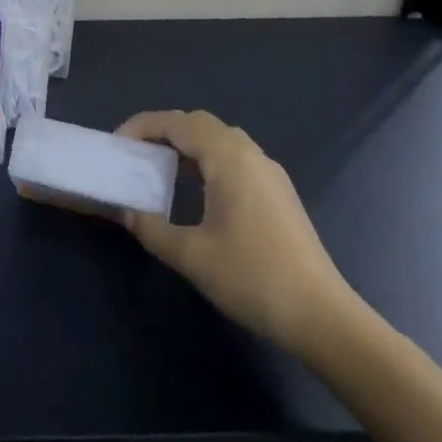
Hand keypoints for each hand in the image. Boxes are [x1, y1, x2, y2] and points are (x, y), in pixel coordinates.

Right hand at [115, 109, 355, 359]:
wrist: (324, 318)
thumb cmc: (253, 278)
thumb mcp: (190, 255)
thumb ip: (150, 227)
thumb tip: (124, 211)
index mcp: (228, 158)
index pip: (178, 122)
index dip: (143, 126)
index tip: (117, 145)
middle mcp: (251, 155)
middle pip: (200, 123)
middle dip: (163, 130)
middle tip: (135, 151)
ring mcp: (269, 173)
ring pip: (220, 139)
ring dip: (187, 144)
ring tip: (159, 166)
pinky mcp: (279, 194)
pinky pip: (234, 158)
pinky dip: (206, 159)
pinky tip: (195, 189)